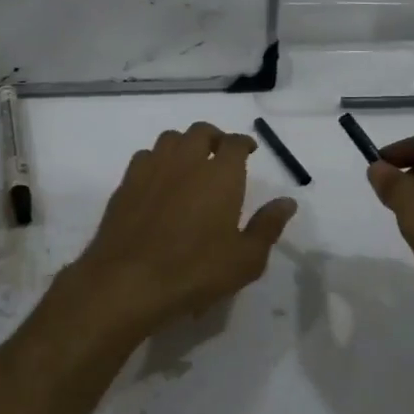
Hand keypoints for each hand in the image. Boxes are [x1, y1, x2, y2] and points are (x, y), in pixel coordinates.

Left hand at [64, 122, 297, 343]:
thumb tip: (287, 202)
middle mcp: (186, 161)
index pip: (235, 143)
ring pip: (170, 139)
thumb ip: (268, 226)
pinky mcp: (126, 184)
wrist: (129, 281)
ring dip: (184, 144)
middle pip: (201, 131)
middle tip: (220, 153)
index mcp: (221, 175)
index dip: (244, 143)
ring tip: (190, 162)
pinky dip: (157, 160)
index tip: (249, 151)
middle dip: (214, 137)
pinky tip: (159, 180)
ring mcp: (152, 169)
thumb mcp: (245, 259)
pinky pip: (145, 157)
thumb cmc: (195, 271)